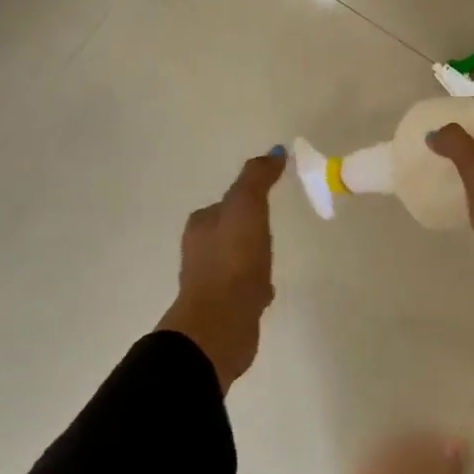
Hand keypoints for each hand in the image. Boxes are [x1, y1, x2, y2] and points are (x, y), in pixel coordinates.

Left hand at [156, 150, 285, 391]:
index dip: (246, 201)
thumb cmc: (233, 259)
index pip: (225, 204)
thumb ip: (257, 178)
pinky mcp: (223, 308)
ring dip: (254, 259)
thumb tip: (274, 151)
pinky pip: (243, 288)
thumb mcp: (247, 206)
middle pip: (230, 232)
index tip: (268, 202)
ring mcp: (210, 282)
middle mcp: (199, 252)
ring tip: (272, 261)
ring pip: (237, 261)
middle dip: (249, 231)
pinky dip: (255, 285)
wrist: (222, 322)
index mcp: (201, 226)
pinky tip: (267, 291)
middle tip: (273, 231)